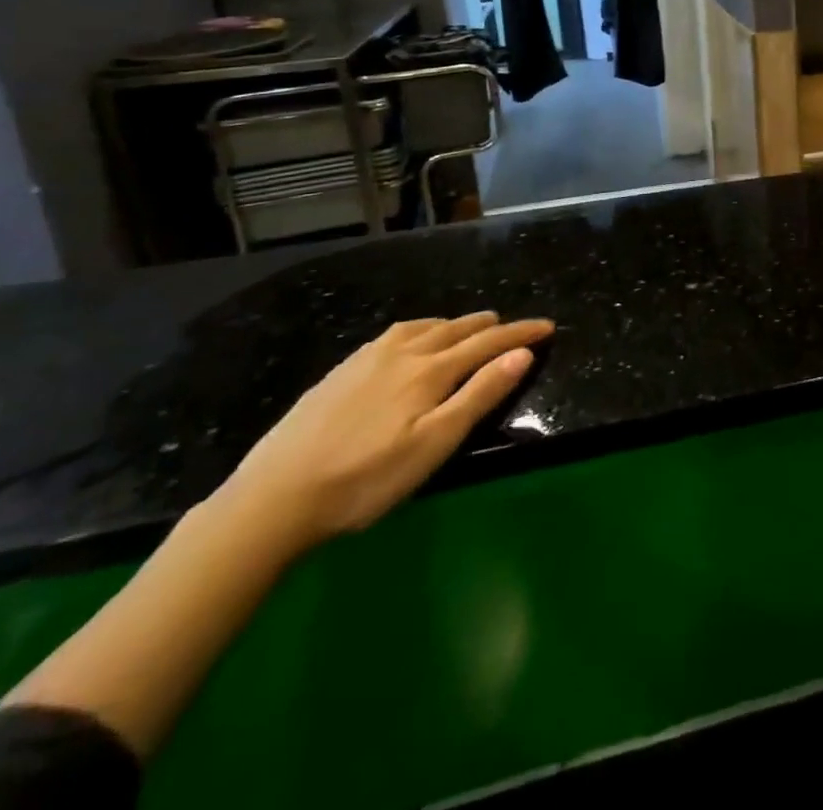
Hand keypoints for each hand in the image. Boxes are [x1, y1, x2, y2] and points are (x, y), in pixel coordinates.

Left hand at [214, 312, 551, 551]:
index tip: (548, 325)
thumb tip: (522, 353)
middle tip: (512, 327)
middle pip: (457, 329)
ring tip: (469, 328)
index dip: (521, 333)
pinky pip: (395, 334)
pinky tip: (410, 342)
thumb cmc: (366, 479)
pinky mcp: (341, 370)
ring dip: (455, 324)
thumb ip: (479, 395)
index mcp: (430, 371)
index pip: (488, 342)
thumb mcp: (434, 444)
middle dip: (491, 325)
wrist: (274, 498)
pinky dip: (421, 329)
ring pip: (424, 327)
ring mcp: (368, 358)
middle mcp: (404, 352)